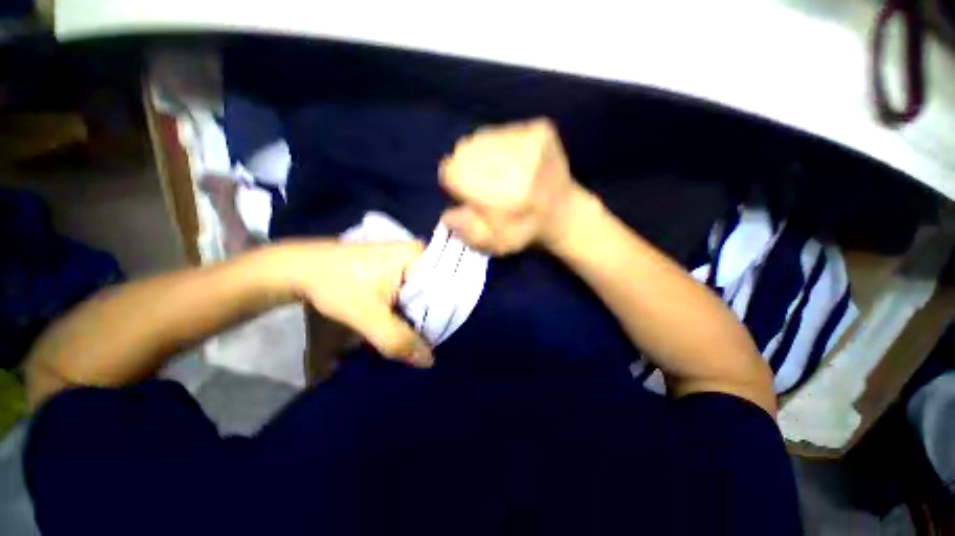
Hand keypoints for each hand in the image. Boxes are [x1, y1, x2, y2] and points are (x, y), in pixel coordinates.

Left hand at [266, 241, 432, 366]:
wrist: (301, 270)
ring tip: (420, 337)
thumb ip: (398, 340)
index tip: (440, 340)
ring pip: (424, 294)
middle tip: (431, 342)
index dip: (444, 316)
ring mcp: (408, 260)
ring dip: (419, 315)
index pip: (446, 289)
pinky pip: (413, 291)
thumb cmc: (336, 285)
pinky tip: (407, 324)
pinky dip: (410, 309)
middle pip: (436, 292)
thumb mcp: (368, 315)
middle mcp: (419, 254)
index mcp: (419, 256)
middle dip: (431, 317)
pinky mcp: (397, 268)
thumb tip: (428, 361)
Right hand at [439, 119, 582, 254]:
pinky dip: (500, 146)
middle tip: (485, 184)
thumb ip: (466, 229)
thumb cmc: (524, 232)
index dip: (454, 183)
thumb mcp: (492, 243)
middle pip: (464, 150)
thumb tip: (447, 214)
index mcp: (501, 194)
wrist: (565, 214)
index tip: (467, 193)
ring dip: (483, 155)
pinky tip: (514, 163)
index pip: (452, 170)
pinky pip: (501, 130)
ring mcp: (530, 140)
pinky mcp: (540, 129)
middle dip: (467, 168)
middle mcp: (516, 162)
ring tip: (501, 173)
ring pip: (481, 137)